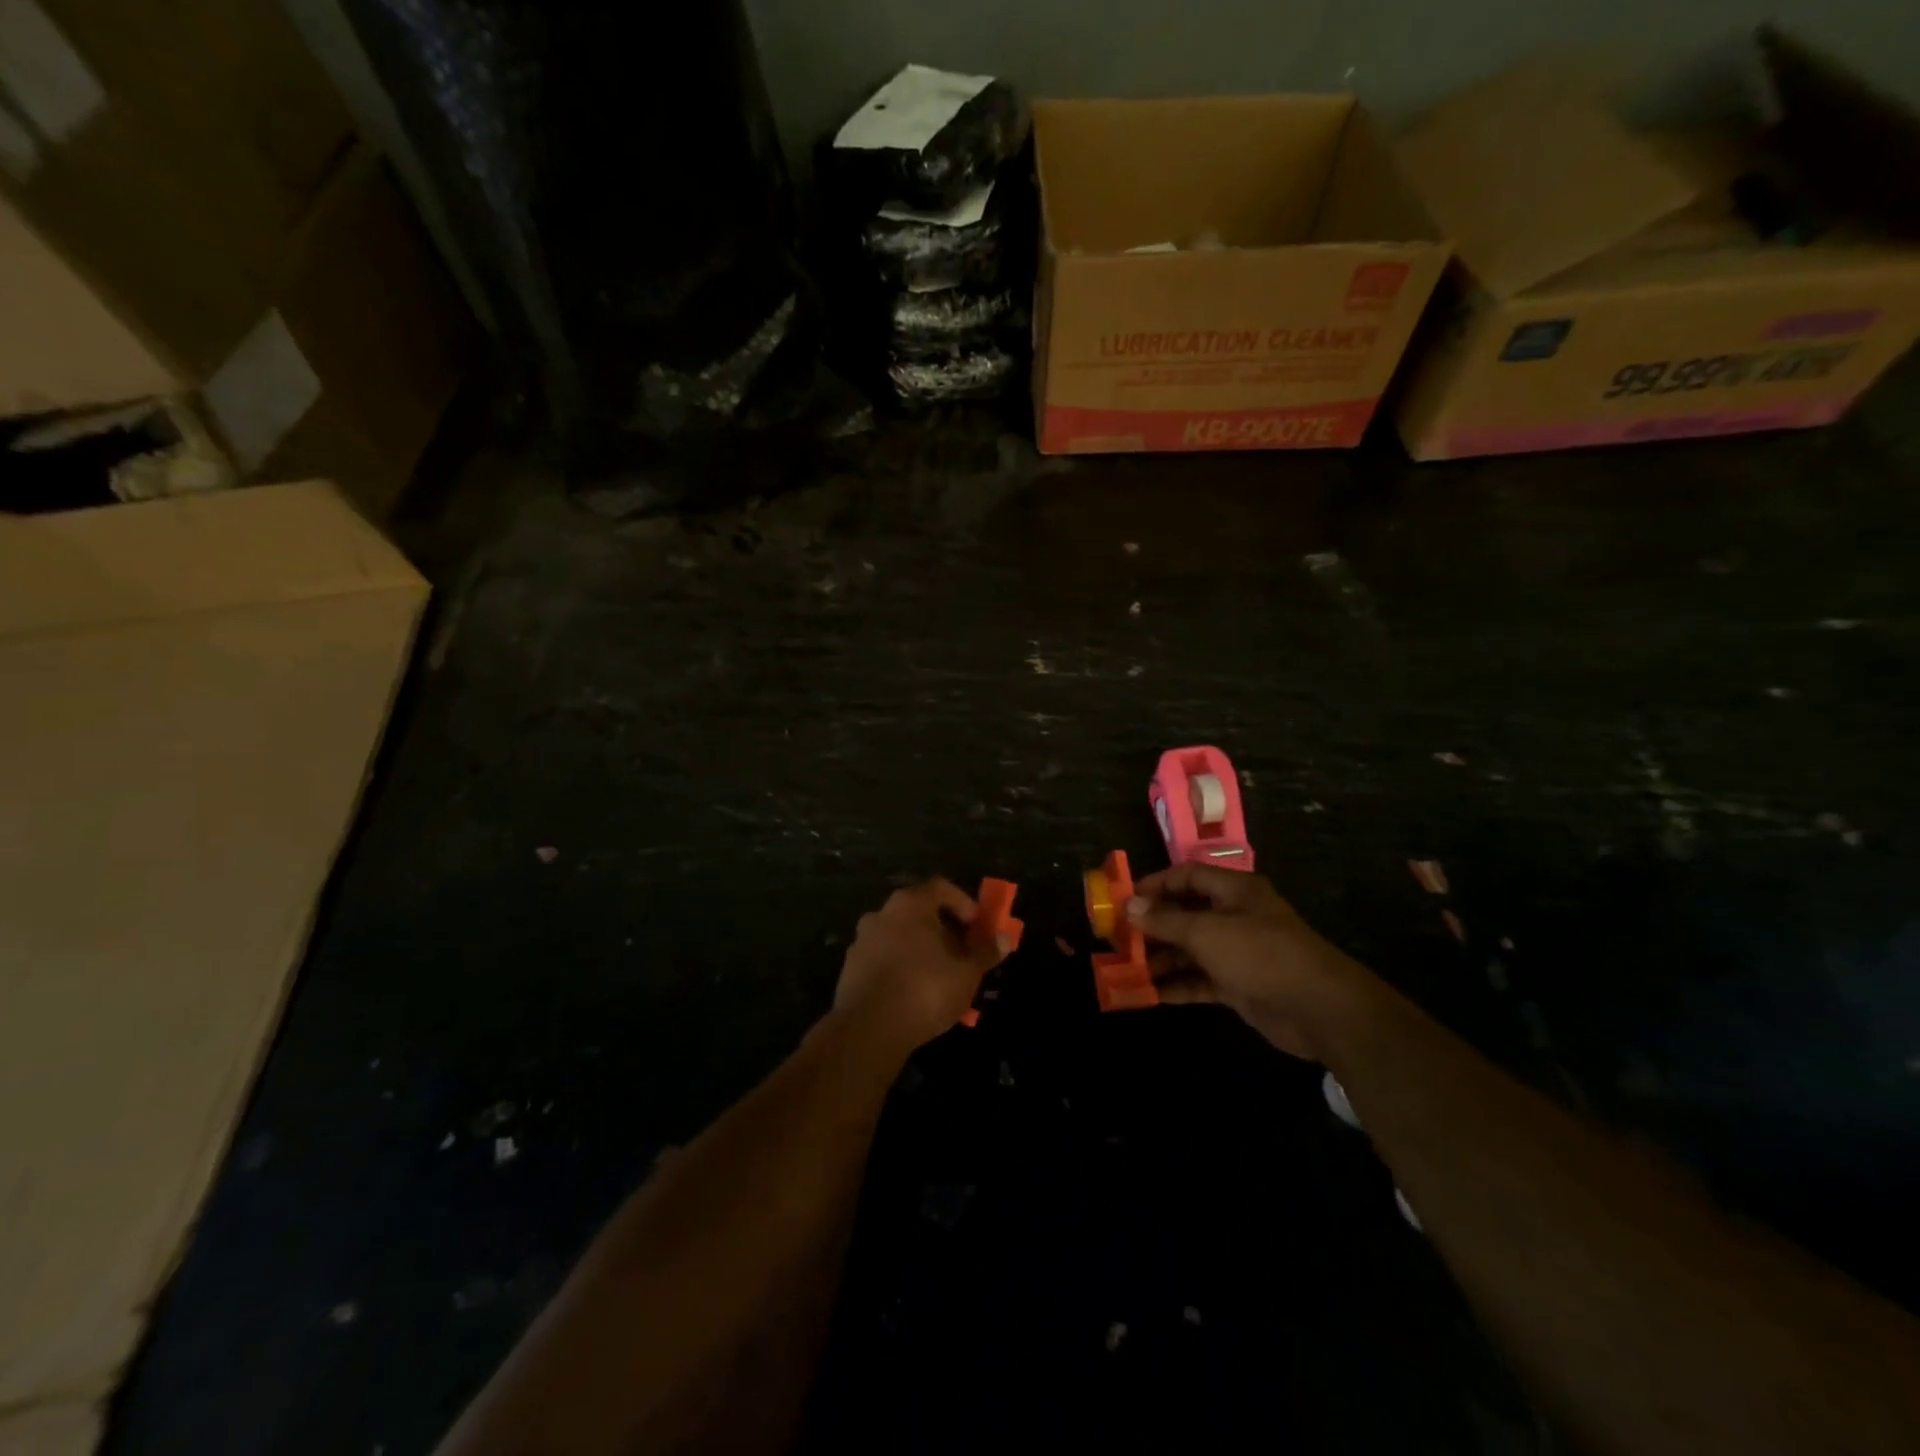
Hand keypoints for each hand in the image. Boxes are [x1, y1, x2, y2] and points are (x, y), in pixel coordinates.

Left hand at [833, 879, 1010, 1053]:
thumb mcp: (967, 972)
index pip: (941, 888)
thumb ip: (985, 952)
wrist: (868, 1029)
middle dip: (943, 931)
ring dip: (921, 951)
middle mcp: (882, 914)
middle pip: (919, 913)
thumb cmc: (925, 989)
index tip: (978, 927)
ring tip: (940, 979)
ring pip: (900, 938)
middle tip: (962, 954)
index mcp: (910, 904)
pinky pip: (884, 960)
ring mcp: (862, 940)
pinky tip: (914, 995)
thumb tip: (1004, 938)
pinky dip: (901, 969)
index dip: (964, 904)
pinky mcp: (850, 968)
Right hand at [1128, 864, 1374, 1059]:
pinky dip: (1176, 985)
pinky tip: (1148, 993)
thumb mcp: (1206, 932)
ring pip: (1190, 949)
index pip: (1188, 876)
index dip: (1156, 883)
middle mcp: (1235, 916)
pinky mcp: (1239, 985)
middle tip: (1118, 937)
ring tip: (1126, 968)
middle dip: (1152, 925)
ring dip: (1160, 958)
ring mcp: (1238, 952)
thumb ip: (1165, 920)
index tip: (1125, 899)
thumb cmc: (1259, 953)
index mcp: (1234, 890)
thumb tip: (1129, 906)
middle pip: (1186, 913)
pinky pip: (1200, 979)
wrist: (1317, 1007)